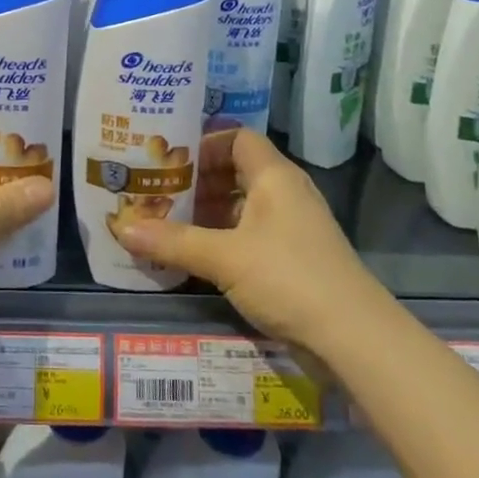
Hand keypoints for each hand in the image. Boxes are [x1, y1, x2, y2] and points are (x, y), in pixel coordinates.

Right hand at [111, 129, 367, 348]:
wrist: (356, 340)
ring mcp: (293, 228)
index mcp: (274, 176)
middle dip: (198, 182)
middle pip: (236, 171)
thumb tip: (122, 229)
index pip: (237, 138)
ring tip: (168, 224)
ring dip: (209, 213)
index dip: (204, 143)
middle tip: (158, 192)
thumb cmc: (289, 278)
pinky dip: (224, 239)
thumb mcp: (224, 258)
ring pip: (243, 206)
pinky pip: (252, 234)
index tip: (168, 159)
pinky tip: (197, 257)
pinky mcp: (295, 259)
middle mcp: (286, 193)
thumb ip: (173, 242)